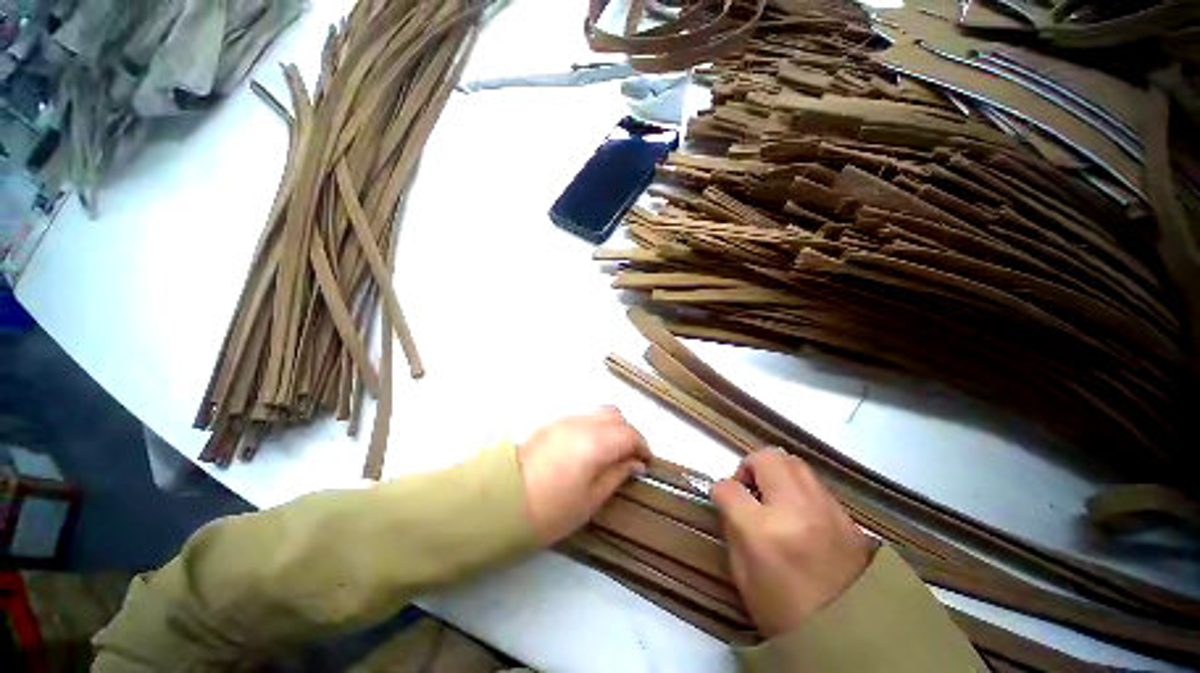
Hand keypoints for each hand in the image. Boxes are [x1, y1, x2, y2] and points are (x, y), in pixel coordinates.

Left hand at [518, 407, 651, 544]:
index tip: (646, 464)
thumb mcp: (590, 500)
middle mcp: (582, 422)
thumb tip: (635, 463)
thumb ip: (617, 475)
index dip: (643, 447)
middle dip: (628, 433)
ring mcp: (565, 419)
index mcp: (595, 441)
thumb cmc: (550, 509)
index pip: (630, 433)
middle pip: (616, 416)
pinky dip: (595, 428)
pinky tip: (589, 449)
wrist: (500, 500)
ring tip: (610, 454)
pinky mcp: (552, 423)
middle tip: (629, 458)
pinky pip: (583, 418)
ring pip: (599, 413)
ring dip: (611, 428)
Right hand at [712, 449, 874, 637]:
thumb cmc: (787, 613)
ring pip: (792, 461)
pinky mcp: (846, 514)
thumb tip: (731, 503)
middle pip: (765, 458)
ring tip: (773, 495)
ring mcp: (825, 508)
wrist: (855, 638)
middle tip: (749, 489)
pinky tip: (798, 510)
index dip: (721, 491)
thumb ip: (733, 530)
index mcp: (763, 531)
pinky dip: (798, 485)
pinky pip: (813, 482)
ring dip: (775, 470)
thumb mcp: (744, 576)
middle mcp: (795, 509)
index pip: (729, 488)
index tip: (723, 500)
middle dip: (749, 466)